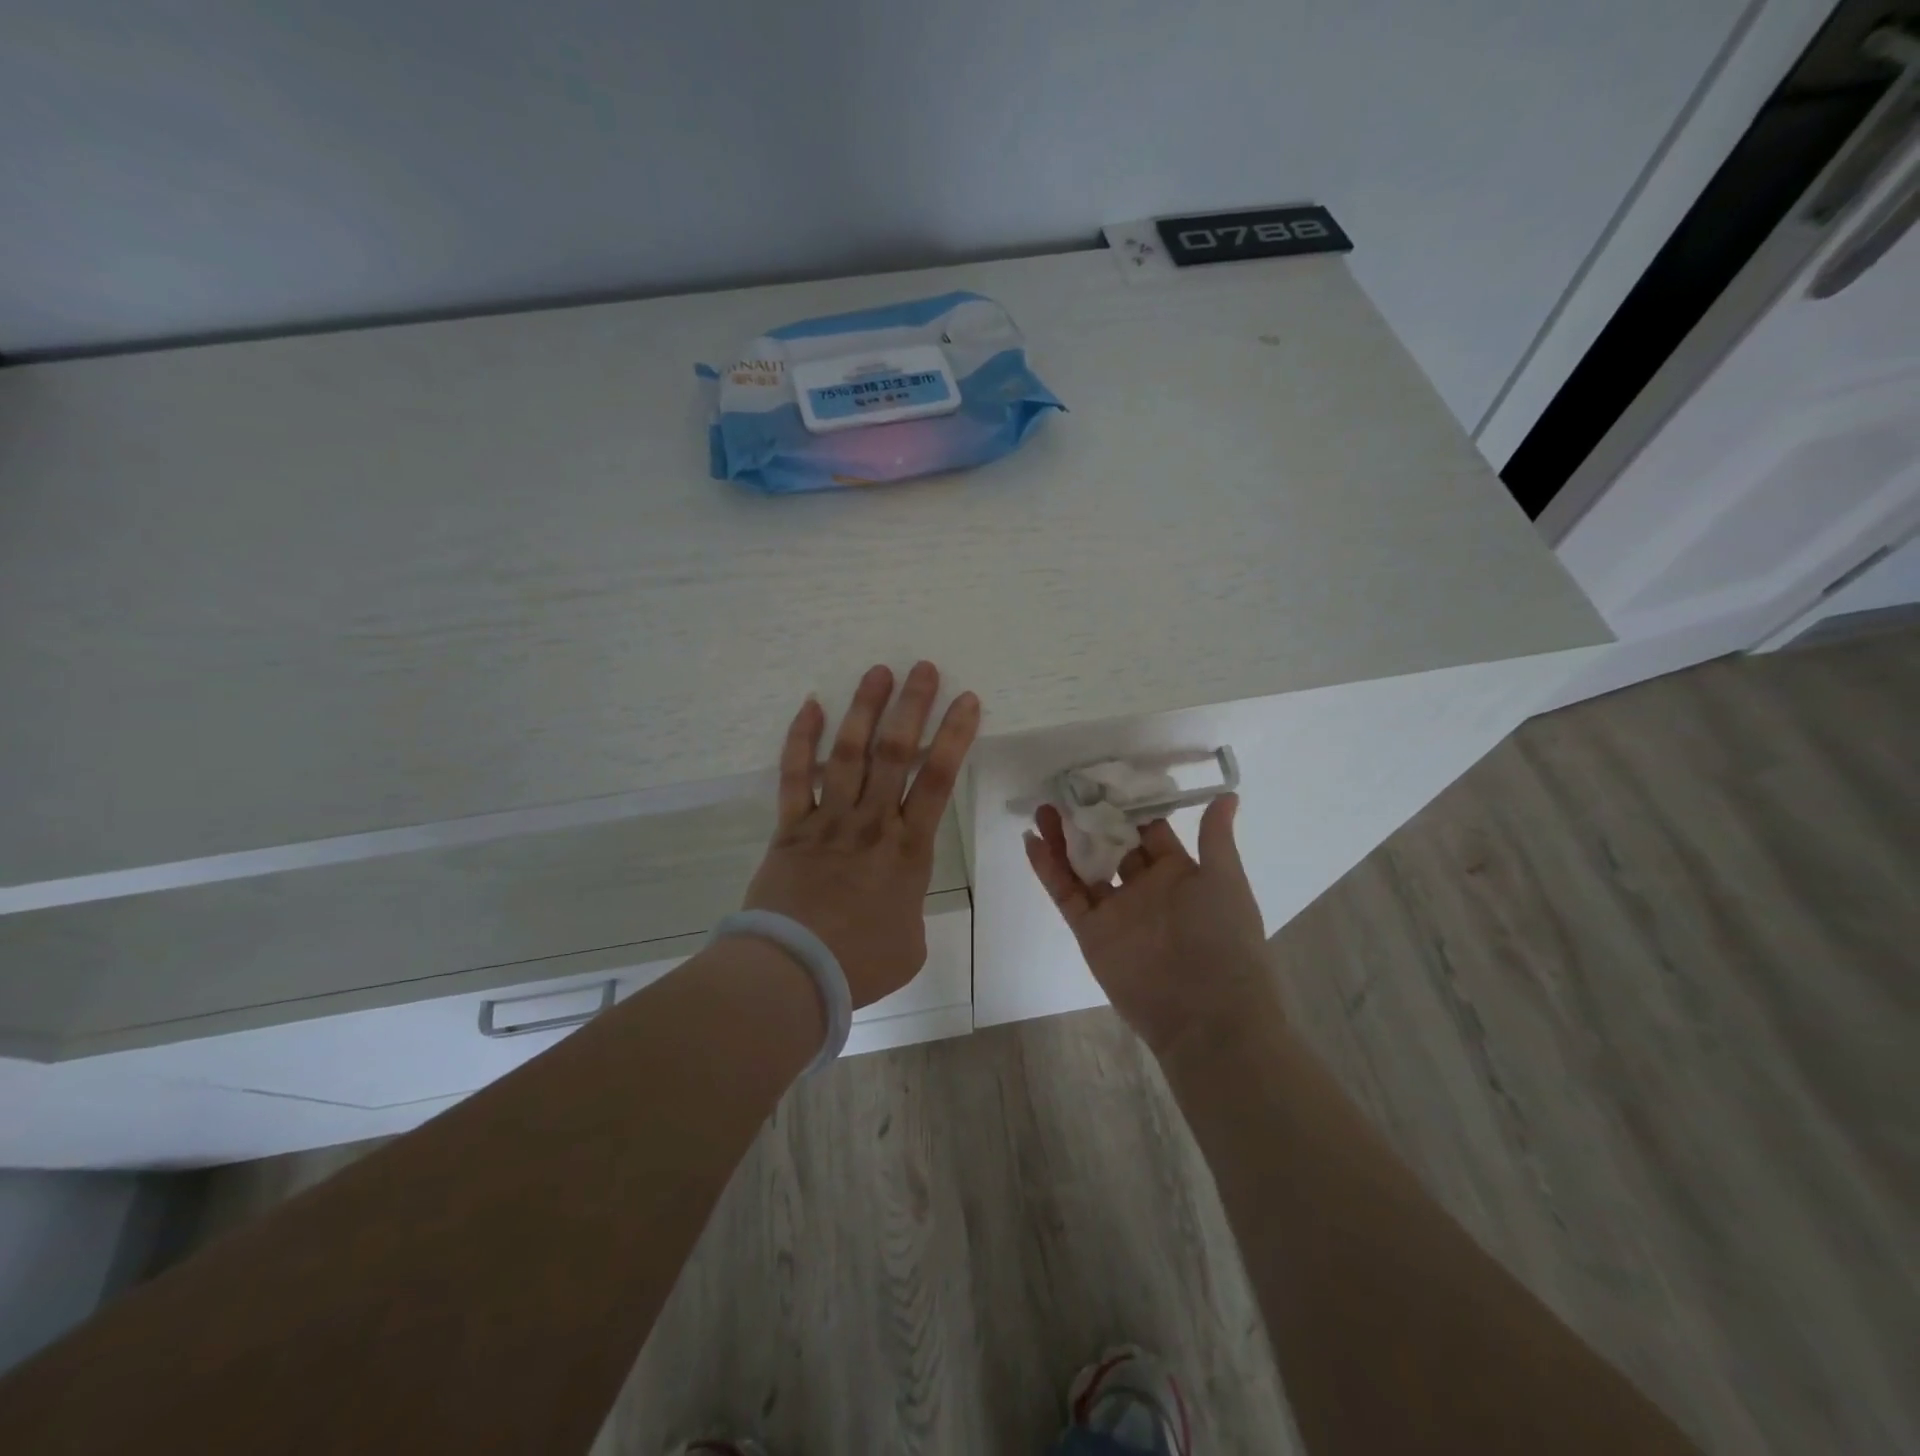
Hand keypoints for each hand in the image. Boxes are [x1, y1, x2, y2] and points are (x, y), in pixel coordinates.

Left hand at [744, 662, 980, 1008]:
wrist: (794, 972)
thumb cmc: (860, 964)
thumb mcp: (909, 946)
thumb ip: (910, 913)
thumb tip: (898, 905)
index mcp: (909, 849)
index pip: (938, 780)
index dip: (955, 736)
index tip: (966, 701)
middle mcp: (873, 822)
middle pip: (896, 753)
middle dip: (912, 707)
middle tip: (922, 668)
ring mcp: (829, 820)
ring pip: (850, 753)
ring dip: (865, 710)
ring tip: (877, 672)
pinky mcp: (791, 827)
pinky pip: (795, 776)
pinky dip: (801, 740)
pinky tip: (810, 706)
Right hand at [1024, 796, 1271, 1058]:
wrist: (1206, 1012)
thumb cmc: (1222, 937)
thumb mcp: (1225, 880)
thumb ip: (1215, 838)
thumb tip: (1228, 794)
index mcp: (1178, 873)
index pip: (1147, 831)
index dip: (1127, 806)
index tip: (1105, 779)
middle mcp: (1143, 888)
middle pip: (1110, 845)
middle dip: (1090, 819)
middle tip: (1067, 790)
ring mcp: (1114, 909)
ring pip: (1082, 865)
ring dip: (1063, 838)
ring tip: (1043, 808)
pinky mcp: (1090, 931)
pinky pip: (1065, 894)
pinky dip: (1048, 869)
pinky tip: (1032, 840)